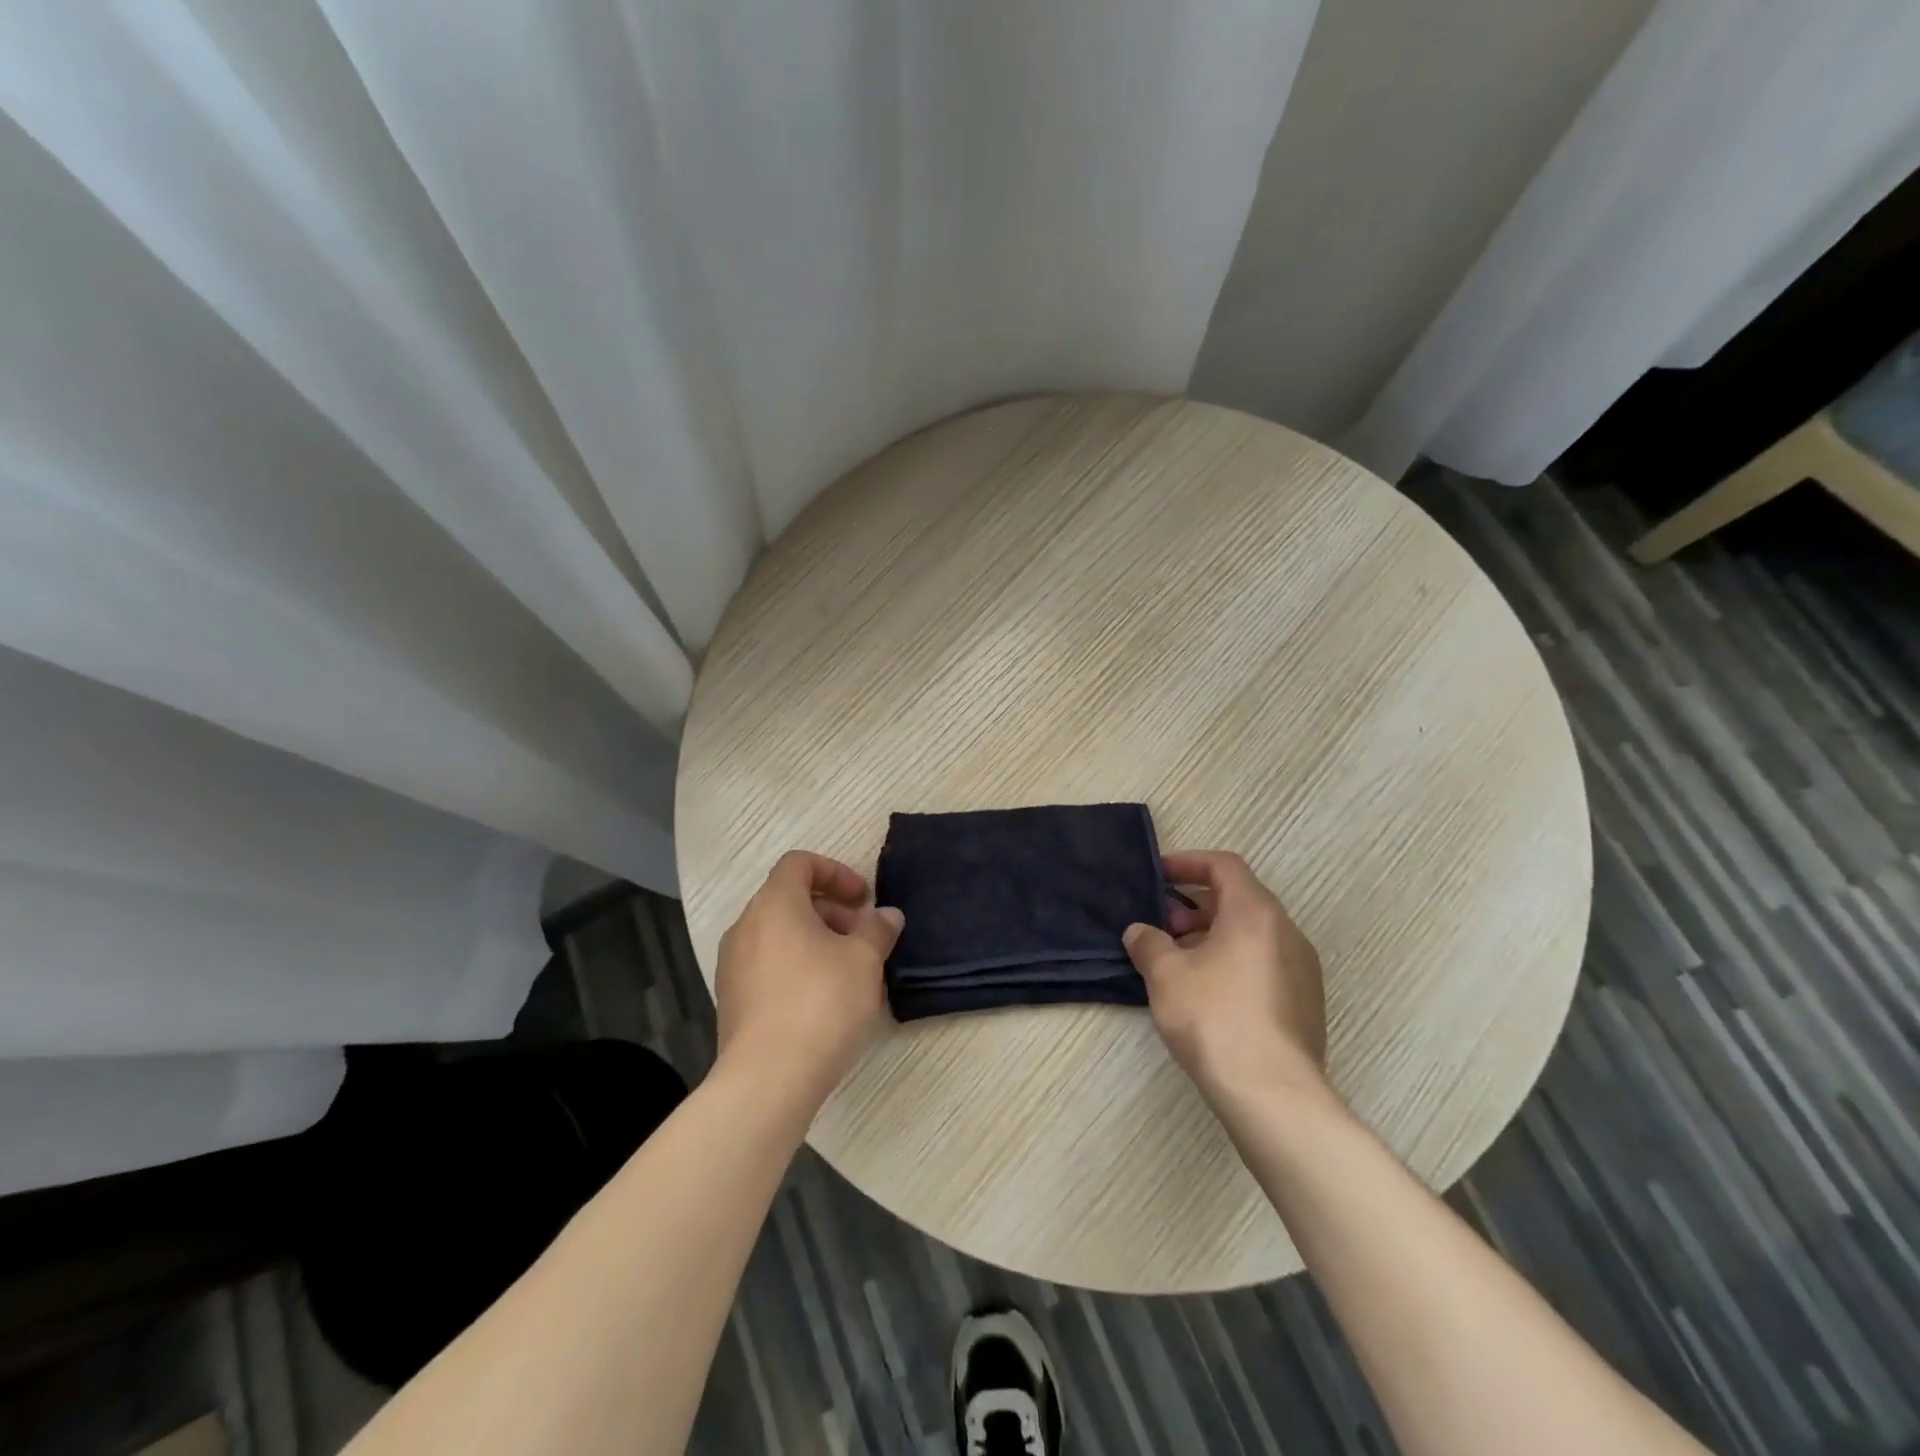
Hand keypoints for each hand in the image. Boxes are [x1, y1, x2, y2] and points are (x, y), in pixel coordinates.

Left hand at [713, 851, 903, 1103]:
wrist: (767, 1080)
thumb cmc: (820, 1004)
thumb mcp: (864, 961)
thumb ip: (877, 930)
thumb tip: (886, 915)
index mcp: (774, 905)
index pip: (799, 863)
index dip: (835, 871)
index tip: (863, 898)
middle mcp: (745, 928)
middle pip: (788, 899)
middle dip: (831, 911)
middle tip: (863, 937)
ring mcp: (733, 966)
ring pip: (778, 935)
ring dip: (816, 941)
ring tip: (849, 972)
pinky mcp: (732, 1001)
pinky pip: (768, 966)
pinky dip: (797, 967)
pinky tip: (824, 1002)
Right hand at [1123, 851, 1326, 1102]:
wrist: (1272, 1094)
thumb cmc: (1214, 1018)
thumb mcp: (1166, 975)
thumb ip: (1148, 943)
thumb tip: (1140, 932)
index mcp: (1255, 913)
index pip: (1224, 865)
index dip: (1188, 863)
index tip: (1158, 877)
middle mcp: (1287, 932)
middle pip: (1239, 899)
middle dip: (1196, 907)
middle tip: (1163, 928)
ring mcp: (1302, 970)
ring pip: (1251, 935)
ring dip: (1212, 937)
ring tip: (1179, 964)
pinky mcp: (1305, 1004)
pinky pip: (1264, 964)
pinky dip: (1233, 962)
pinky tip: (1206, 995)